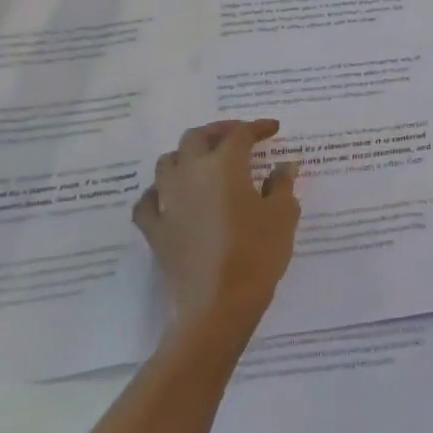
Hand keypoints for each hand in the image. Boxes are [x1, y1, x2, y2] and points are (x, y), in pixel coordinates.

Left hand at [135, 119, 299, 333]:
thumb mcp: (282, 215)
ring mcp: (168, 202)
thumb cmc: (257, 254)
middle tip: (237, 137)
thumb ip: (282, 184)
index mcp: (225, 166)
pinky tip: (170, 197)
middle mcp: (191, 174)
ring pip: (167, 162)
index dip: (258, 127)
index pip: (240, 134)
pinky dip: (158, 192)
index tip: (273, 129)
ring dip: (186, 155)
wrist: (218, 305)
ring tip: (204, 162)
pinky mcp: (155, 230)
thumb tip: (284, 166)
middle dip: (217, 131)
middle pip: (196, 137)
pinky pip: (148, 201)